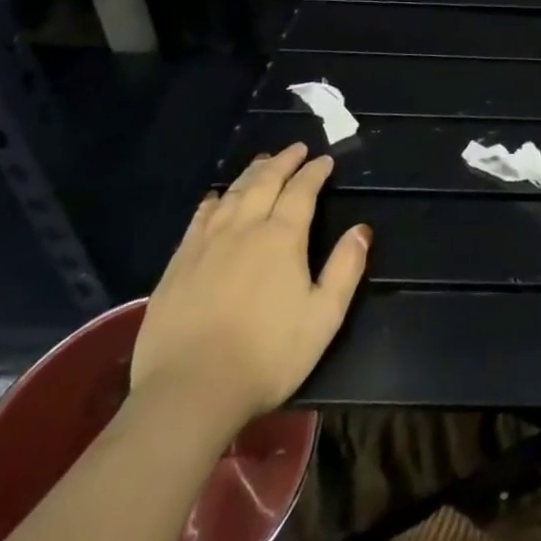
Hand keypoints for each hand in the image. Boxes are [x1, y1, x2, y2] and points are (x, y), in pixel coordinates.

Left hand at [130, 144, 369, 432]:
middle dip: (283, 162)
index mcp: (282, 237)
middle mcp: (244, 229)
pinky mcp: (178, 265)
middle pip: (265, 182)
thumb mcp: (323, 317)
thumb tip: (362, 230)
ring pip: (233, 195)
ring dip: (251, 174)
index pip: (302, 191)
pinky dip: (213, 201)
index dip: (315, 172)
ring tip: (262, 162)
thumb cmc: (267, 356)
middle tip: (296, 149)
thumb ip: (345, 269)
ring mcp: (206, 245)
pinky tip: (216, 198)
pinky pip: (199, 219)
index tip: (325, 160)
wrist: (189, 392)